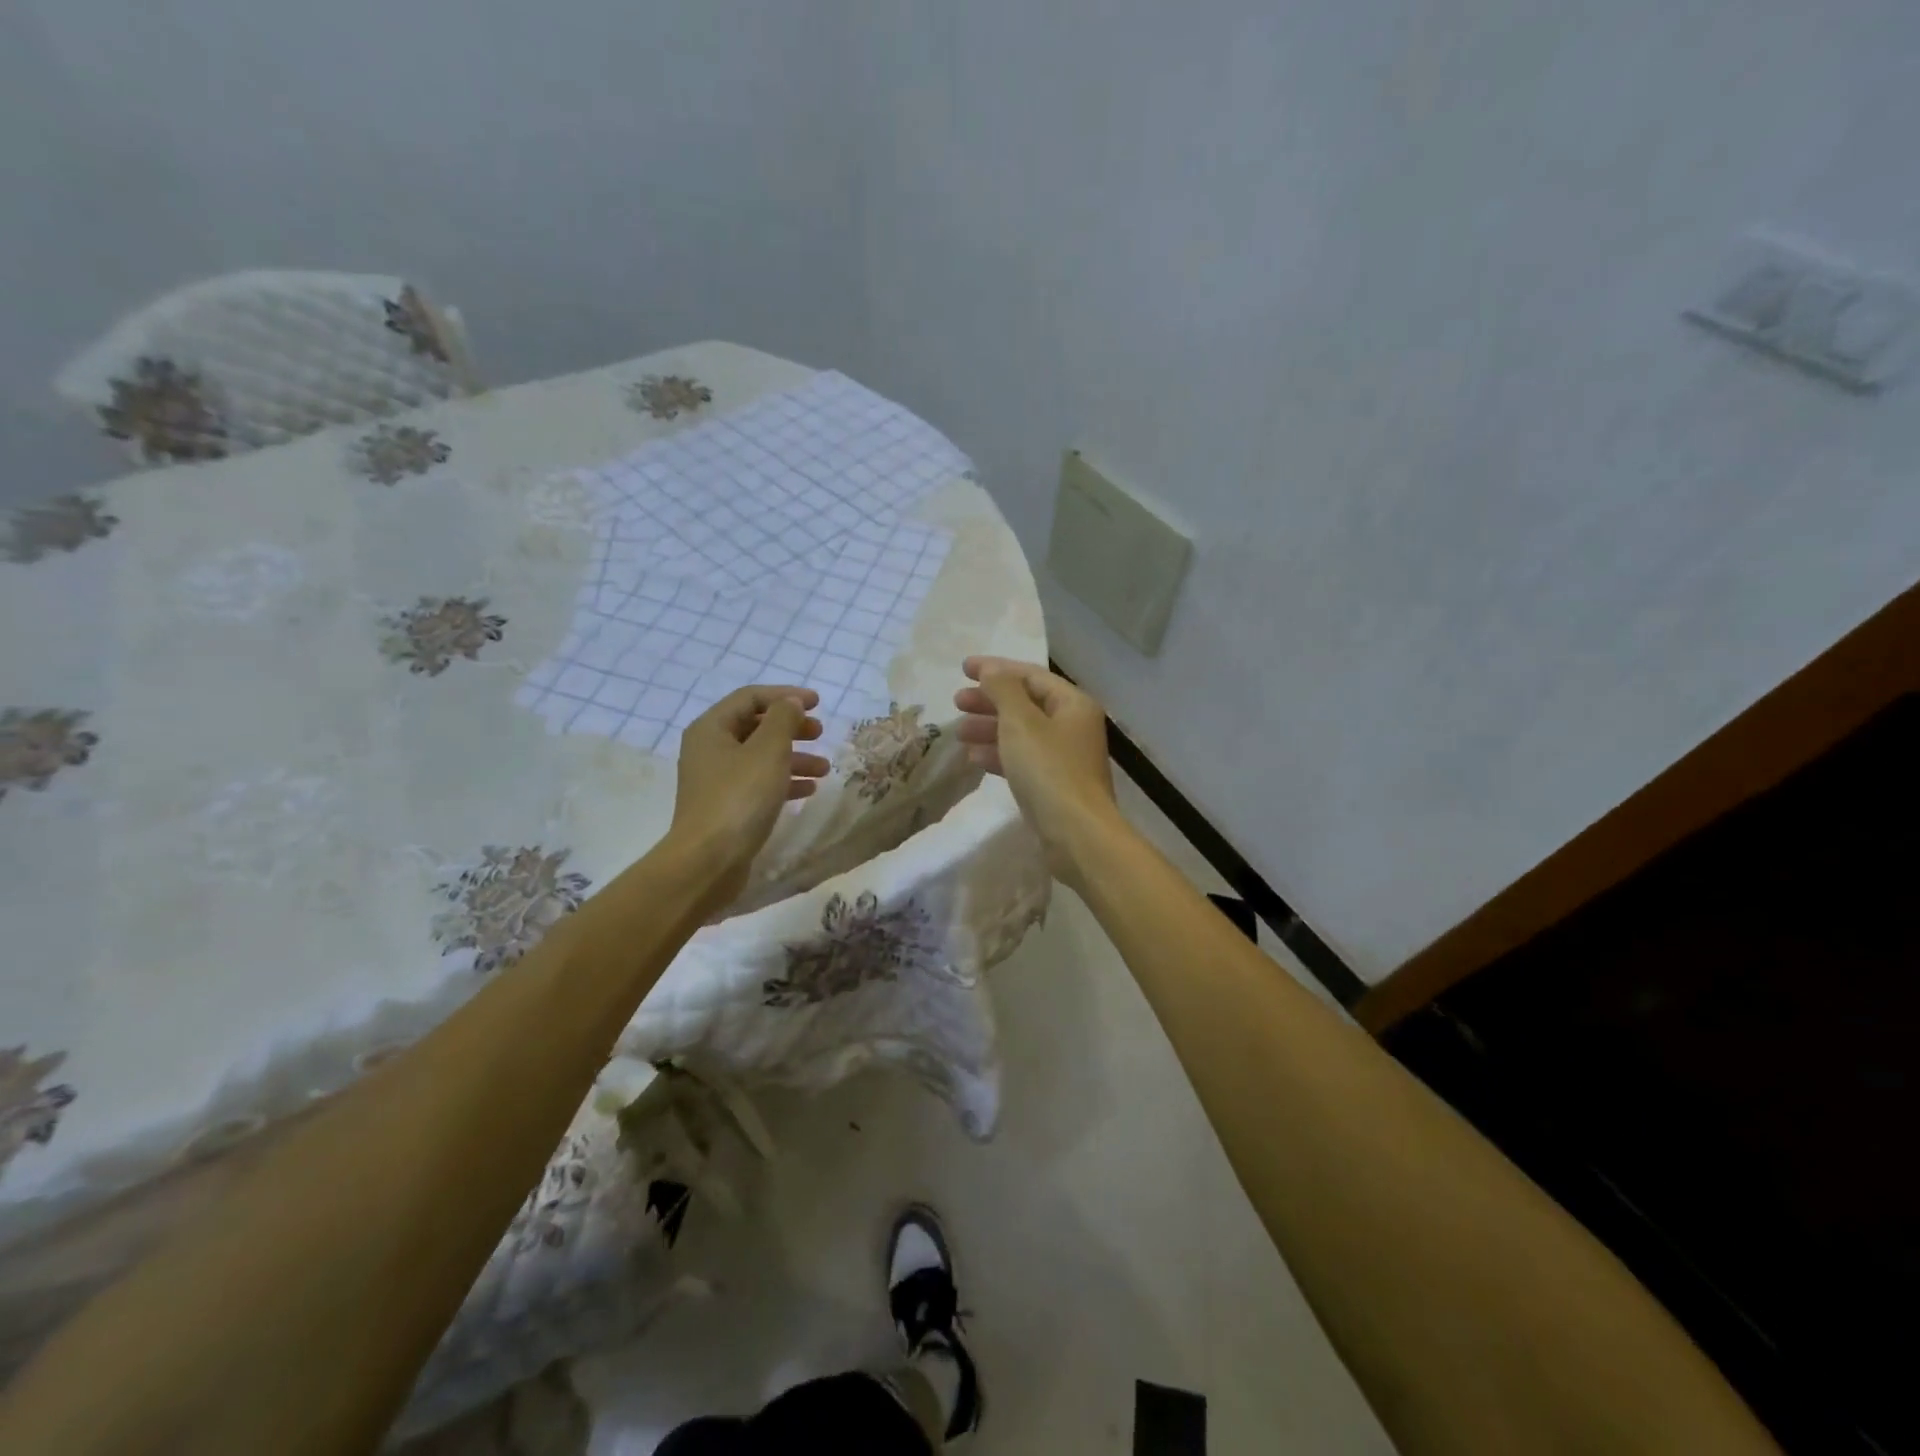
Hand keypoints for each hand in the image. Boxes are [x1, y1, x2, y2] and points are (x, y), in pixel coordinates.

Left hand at [668, 685, 829, 905]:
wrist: (709, 861)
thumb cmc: (739, 798)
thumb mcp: (768, 750)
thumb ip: (783, 719)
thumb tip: (791, 703)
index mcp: (712, 728)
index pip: (750, 697)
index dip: (785, 695)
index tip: (818, 703)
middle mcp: (709, 749)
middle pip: (755, 726)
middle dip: (791, 727)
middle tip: (820, 733)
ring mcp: (716, 780)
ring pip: (760, 757)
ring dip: (793, 757)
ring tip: (824, 768)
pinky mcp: (726, 807)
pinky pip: (758, 783)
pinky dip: (784, 781)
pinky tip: (808, 790)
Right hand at [953, 657, 1119, 887]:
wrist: (1077, 834)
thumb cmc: (1049, 771)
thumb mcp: (1020, 722)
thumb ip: (1003, 690)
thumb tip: (991, 670)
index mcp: (1072, 703)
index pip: (1030, 675)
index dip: (995, 669)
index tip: (962, 669)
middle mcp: (1073, 725)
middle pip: (1026, 703)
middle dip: (990, 701)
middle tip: (956, 702)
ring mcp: (1065, 757)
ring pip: (1022, 733)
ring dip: (990, 729)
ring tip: (959, 733)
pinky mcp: (1054, 784)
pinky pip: (1023, 759)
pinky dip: (999, 754)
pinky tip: (974, 759)